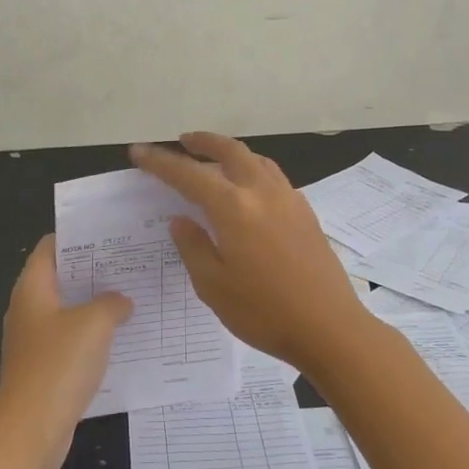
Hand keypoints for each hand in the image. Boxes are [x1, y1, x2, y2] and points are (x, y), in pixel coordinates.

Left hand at [0, 234, 131, 468]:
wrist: (30, 432)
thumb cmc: (58, 366)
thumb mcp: (94, 324)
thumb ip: (112, 303)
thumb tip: (120, 301)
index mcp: (32, 289)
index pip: (50, 247)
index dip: (77, 237)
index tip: (110, 235)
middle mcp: (28, 310)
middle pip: (61, 278)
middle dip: (93, 271)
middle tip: (130, 264)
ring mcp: (33, 341)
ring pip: (67, 311)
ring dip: (95, 305)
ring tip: (132, 296)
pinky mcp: (42, 369)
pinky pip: (69, 341)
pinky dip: (91, 336)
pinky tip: (120, 339)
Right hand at [130, 132, 369, 372]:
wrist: (330, 328)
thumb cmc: (264, 312)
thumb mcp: (213, 286)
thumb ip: (193, 246)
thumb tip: (181, 220)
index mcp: (234, 208)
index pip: (188, 175)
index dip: (160, 163)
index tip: (139, 153)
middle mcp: (262, 193)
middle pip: (230, 151)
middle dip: (203, 142)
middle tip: (183, 141)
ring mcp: (289, 199)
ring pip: (256, 159)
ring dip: (231, 152)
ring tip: (214, 160)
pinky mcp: (305, 212)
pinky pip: (273, 176)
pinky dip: (253, 169)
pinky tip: (249, 189)